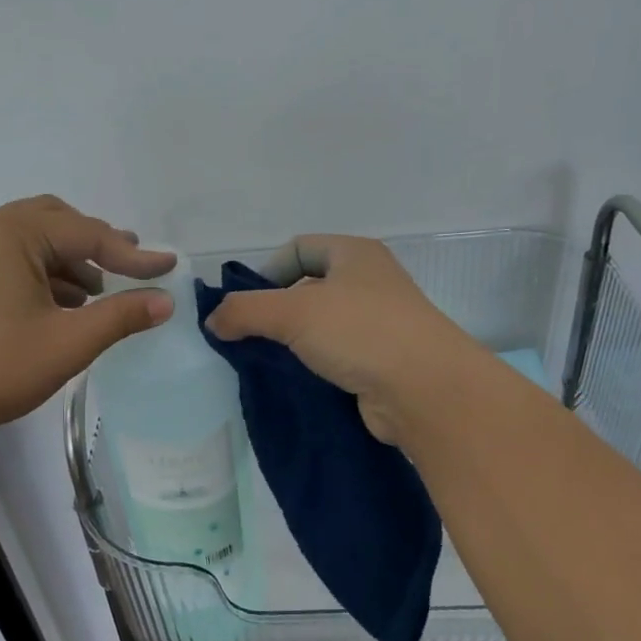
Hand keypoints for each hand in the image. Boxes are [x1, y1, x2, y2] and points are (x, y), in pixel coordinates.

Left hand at [0, 196, 176, 452]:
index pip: (87, 233)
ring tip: (99, 292)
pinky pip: (7, 259)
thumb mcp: (67, 342)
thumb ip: (120, 316)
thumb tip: (165, 301)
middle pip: (55, 222)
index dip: (133, 253)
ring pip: (30, 241)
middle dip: (96, 244)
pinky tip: (59, 305)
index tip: (169, 266)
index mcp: (11, 232)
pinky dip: (40, 274)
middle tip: (130, 266)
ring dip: (68, 261)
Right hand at [203, 235, 487, 444]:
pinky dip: (311, 366)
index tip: (244, 304)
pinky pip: (334, 356)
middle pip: (307, 288)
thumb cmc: (361, 332)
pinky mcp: (380, 362)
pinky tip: (293, 382)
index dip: (266, 271)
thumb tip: (214, 321)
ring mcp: (379, 324)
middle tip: (247, 337)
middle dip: (274, 311)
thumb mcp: (292, 312)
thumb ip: (244, 310)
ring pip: (320, 326)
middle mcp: (369, 282)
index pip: (298, 248)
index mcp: (355, 254)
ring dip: (291, 342)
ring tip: (264, 363)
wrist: (427, 391)